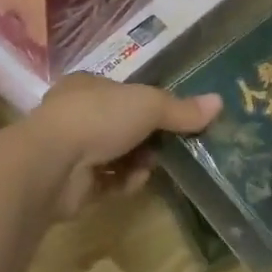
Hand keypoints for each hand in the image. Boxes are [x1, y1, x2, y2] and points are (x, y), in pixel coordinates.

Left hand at [26, 74, 220, 218]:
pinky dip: (123, 184)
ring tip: (149, 167)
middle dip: (148, 139)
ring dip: (138, 163)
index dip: (151, 106)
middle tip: (169, 147)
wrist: (51, 164)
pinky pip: (108, 184)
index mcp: (88, 86)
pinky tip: (131, 184)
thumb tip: (219, 103)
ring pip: (117, 157)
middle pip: (124, 127)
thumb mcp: (149, 105)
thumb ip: (182, 109)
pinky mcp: (71, 185)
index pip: (126, 93)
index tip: (174, 120)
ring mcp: (71, 151)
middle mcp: (76, 115)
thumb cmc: (98, 118)